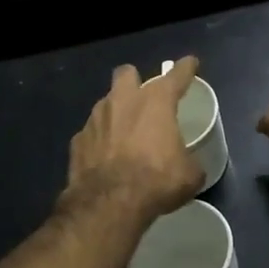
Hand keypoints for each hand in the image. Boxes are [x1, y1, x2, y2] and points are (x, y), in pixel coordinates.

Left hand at [66, 57, 204, 221]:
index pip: (176, 76)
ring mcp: (96, 118)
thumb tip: (190, 166)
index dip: (185, 68)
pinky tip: (105, 157)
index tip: (190, 63)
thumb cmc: (155, 181)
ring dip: (116, 112)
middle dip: (135, 81)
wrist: (108, 204)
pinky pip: (92, 132)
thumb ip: (190, 161)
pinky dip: (100, 140)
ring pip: (106, 102)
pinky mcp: (78, 140)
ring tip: (124, 133)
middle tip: (144, 98)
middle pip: (127, 74)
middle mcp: (123, 100)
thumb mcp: (189, 175)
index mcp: (156, 102)